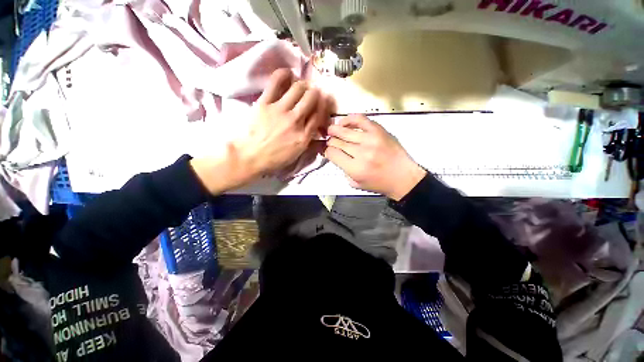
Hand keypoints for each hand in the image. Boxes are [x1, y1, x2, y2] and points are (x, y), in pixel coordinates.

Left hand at [191, 69, 328, 193]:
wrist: (249, 156)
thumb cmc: (274, 158)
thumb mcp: (296, 155)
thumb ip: (308, 140)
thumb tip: (316, 129)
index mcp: (304, 136)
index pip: (319, 115)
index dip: (324, 105)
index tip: (324, 100)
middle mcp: (295, 121)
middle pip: (311, 98)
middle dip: (315, 92)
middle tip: (313, 92)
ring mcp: (280, 111)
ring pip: (298, 88)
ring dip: (303, 84)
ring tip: (302, 85)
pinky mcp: (265, 103)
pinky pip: (276, 82)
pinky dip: (284, 74)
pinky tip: (288, 73)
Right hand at [325, 114, 425, 200]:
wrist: (403, 177)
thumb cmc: (379, 183)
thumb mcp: (356, 183)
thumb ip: (343, 170)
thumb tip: (334, 154)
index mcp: (355, 169)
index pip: (331, 153)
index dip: (325, 151)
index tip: (326, 150)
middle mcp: (361, 153)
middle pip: (336, 141)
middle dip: (329, 141)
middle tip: (329, 141)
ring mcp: (370, 139)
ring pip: (344, 130)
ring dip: (334, 130)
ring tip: (331, 130)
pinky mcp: (379, 130)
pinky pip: (360, 119)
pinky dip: (348, 119)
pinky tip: (343, 122)